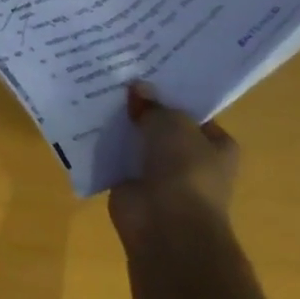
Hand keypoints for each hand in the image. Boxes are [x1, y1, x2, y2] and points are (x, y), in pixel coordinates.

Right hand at [107, 82, 238, 250]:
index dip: (170, 95)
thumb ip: (155, 105)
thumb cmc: (184, 168)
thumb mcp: (172, 123)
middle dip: (141, 111)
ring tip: (93, 97)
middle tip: (114, 82)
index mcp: (217, 146)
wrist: (165, 222)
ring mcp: (161, 176)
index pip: (193, 114)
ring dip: (120, 129)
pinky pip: (115, 159)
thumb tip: (139, 88)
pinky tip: (83, 125)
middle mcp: (192, 161)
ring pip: (137, 143)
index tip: (144, 75)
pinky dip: (102, 147)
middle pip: (162, 127)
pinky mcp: (132, 187)